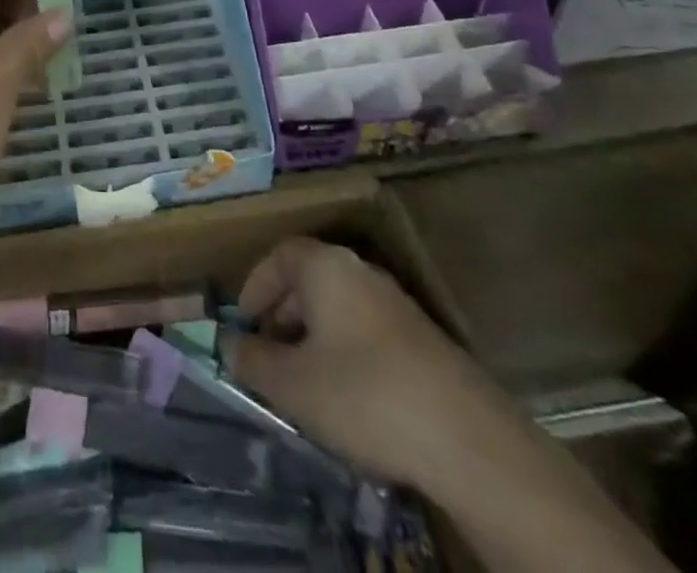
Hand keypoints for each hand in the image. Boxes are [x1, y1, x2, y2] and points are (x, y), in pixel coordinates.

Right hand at [224, 238, 520, 492]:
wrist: (469, 441)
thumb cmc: (363, 396)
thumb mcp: (291, 384)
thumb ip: (251, 359)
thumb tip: (227, 343)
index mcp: (326, 267)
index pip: (279, 255)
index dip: (255, 286)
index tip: (243, 324)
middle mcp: (360, 272)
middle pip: (309, 279)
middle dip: (282, 315)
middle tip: (267, 356)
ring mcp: (396, 304)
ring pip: (338, 308)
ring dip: (313, 337)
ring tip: (302, 383)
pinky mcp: (423, 340)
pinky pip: (366, 331)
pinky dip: (345, 352)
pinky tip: (347, 399)